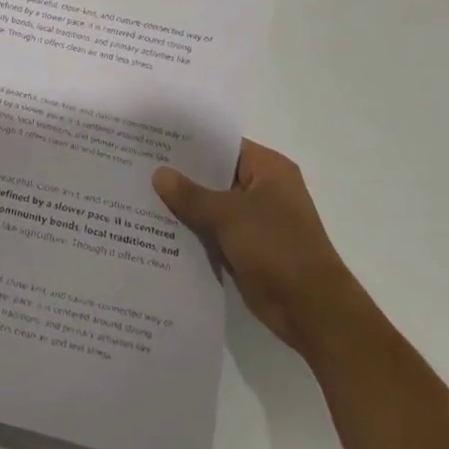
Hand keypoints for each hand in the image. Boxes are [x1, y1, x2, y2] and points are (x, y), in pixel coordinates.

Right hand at [152, 143, 358, 354]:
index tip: (152, 139)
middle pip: (214, 174)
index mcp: (269, 170)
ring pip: (210, 204)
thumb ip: (190, 194)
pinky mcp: (245, 247)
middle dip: (179, 174)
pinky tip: (154, 226)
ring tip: (137, 192)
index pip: (223, 145)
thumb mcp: (229, 215)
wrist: (312, 310)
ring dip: (182, 204)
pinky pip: (211, 230)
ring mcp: (254, 220)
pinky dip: (190, 229)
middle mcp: (262, 189)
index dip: (188, 142)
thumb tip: (159, 174)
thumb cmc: (277, 248)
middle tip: (136, 164)